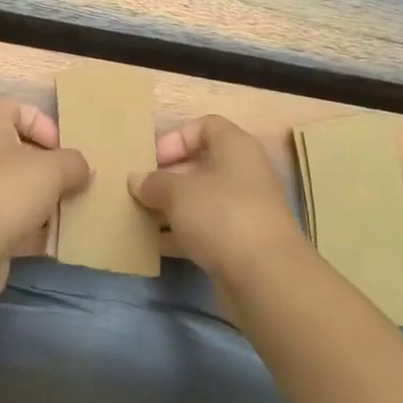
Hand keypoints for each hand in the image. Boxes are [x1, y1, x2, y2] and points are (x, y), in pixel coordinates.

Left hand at [0, 95, 90, 303]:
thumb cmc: (6, 192)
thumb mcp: (52, 169)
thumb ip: (74, 163)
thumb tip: (81, 170)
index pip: (14, 107)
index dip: (42, 122)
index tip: (62, 147)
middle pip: (21, 151)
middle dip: (51, 167)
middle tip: (75, 182)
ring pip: (20, 190)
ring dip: (47, 201)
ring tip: (73, 212)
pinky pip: (15, 223)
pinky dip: (36, 231)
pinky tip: (58, 241)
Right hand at [130, 115, 305, 293]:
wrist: (265, 277)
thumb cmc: (220, 214)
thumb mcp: (177, 192)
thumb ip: (153, 182)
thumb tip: (137, 180)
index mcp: (235, 147)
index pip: (205, 126)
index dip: (176, 138)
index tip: (152, 159)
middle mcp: (244, 173)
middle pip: (201, 165)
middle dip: (168, 177)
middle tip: (140, 190)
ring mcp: (244, 210)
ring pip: (201, 200)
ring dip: (172, 208)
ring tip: (140, 217)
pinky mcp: (240, 243)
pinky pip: (206, 229)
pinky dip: (182, 234)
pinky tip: (156, 245)